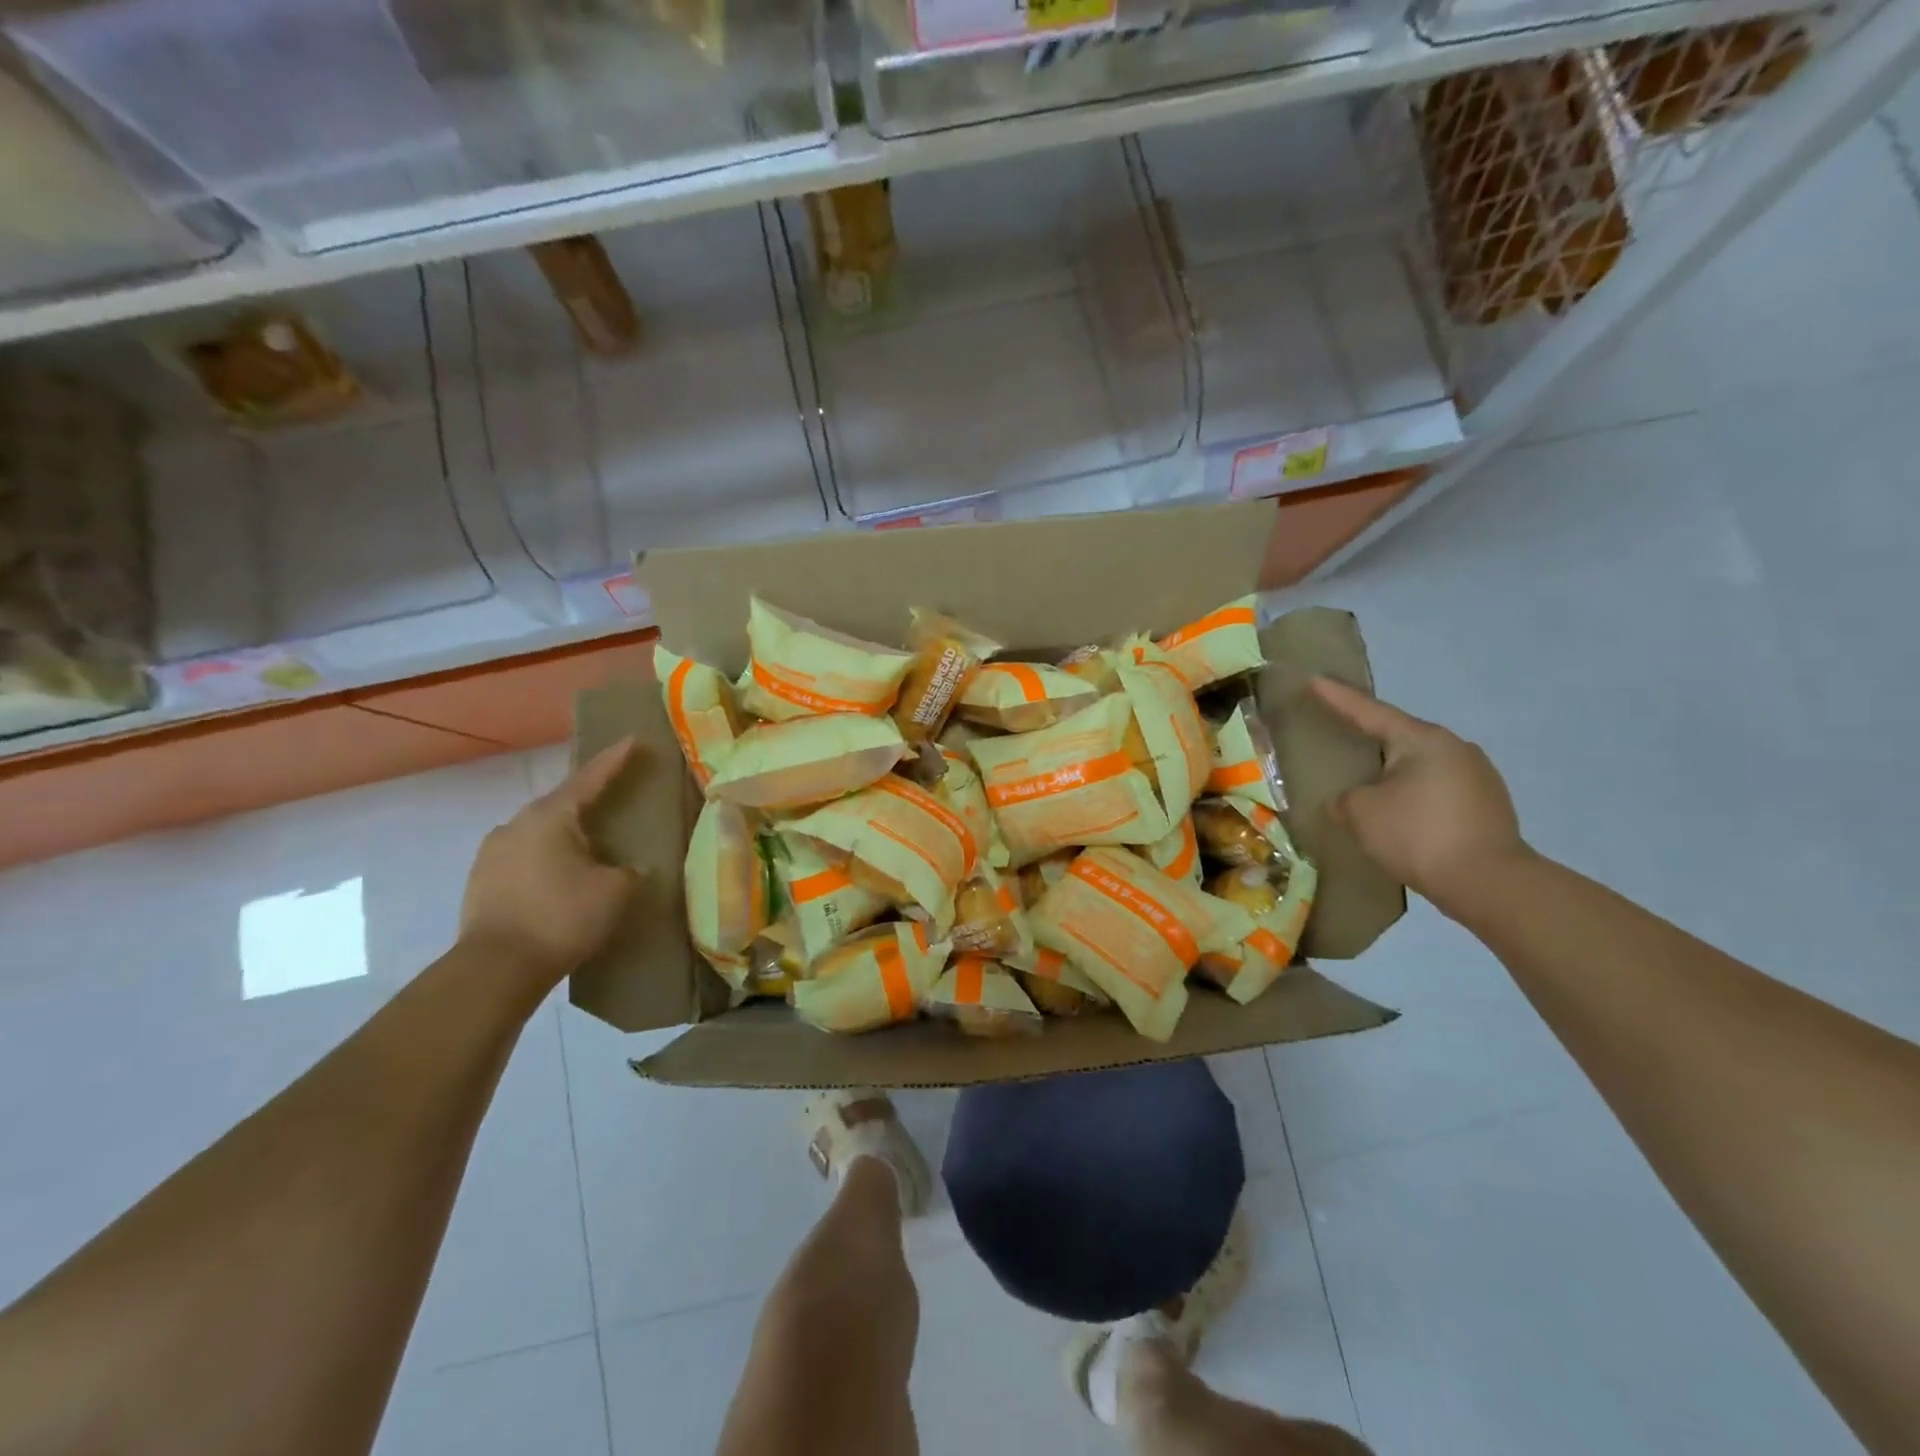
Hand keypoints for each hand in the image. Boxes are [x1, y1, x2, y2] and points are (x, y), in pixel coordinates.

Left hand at [459, 740, 641, 986]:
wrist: (495, 969)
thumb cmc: (562, 918)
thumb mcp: (615, 891)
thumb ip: (629, 871)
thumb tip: (631, 868)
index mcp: (551, 816)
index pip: (591, 777)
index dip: (616, 759)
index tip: (633, 739)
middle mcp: (516, 824)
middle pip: (562, 804)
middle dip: (589, 801)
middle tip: (615, 800)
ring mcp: (492, 852)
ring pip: (540, 833)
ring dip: (566, 836)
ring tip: (589, 849)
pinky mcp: (481, 881)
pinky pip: (524, 858)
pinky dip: (547, 861)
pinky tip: (561, 880)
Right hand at [1310, 677, 1530, 914]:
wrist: (1490, 883)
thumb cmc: (1417, 835)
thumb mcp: (1360, 813)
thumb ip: (1343, 799)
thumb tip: (1347, 800)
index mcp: (1423, 740)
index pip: (1369, 712)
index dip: (1337, 698)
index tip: (1315, 680)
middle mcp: (1455, 748)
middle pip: (1399, 737)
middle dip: (1369, 738)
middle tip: (1340, 737)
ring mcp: (1478, 776)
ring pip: (1420, 765)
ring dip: (1393, 772)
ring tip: (1369, 786)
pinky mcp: (1488, 805)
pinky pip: (1437, 789)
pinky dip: (1413, 795)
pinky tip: (1400, 814)